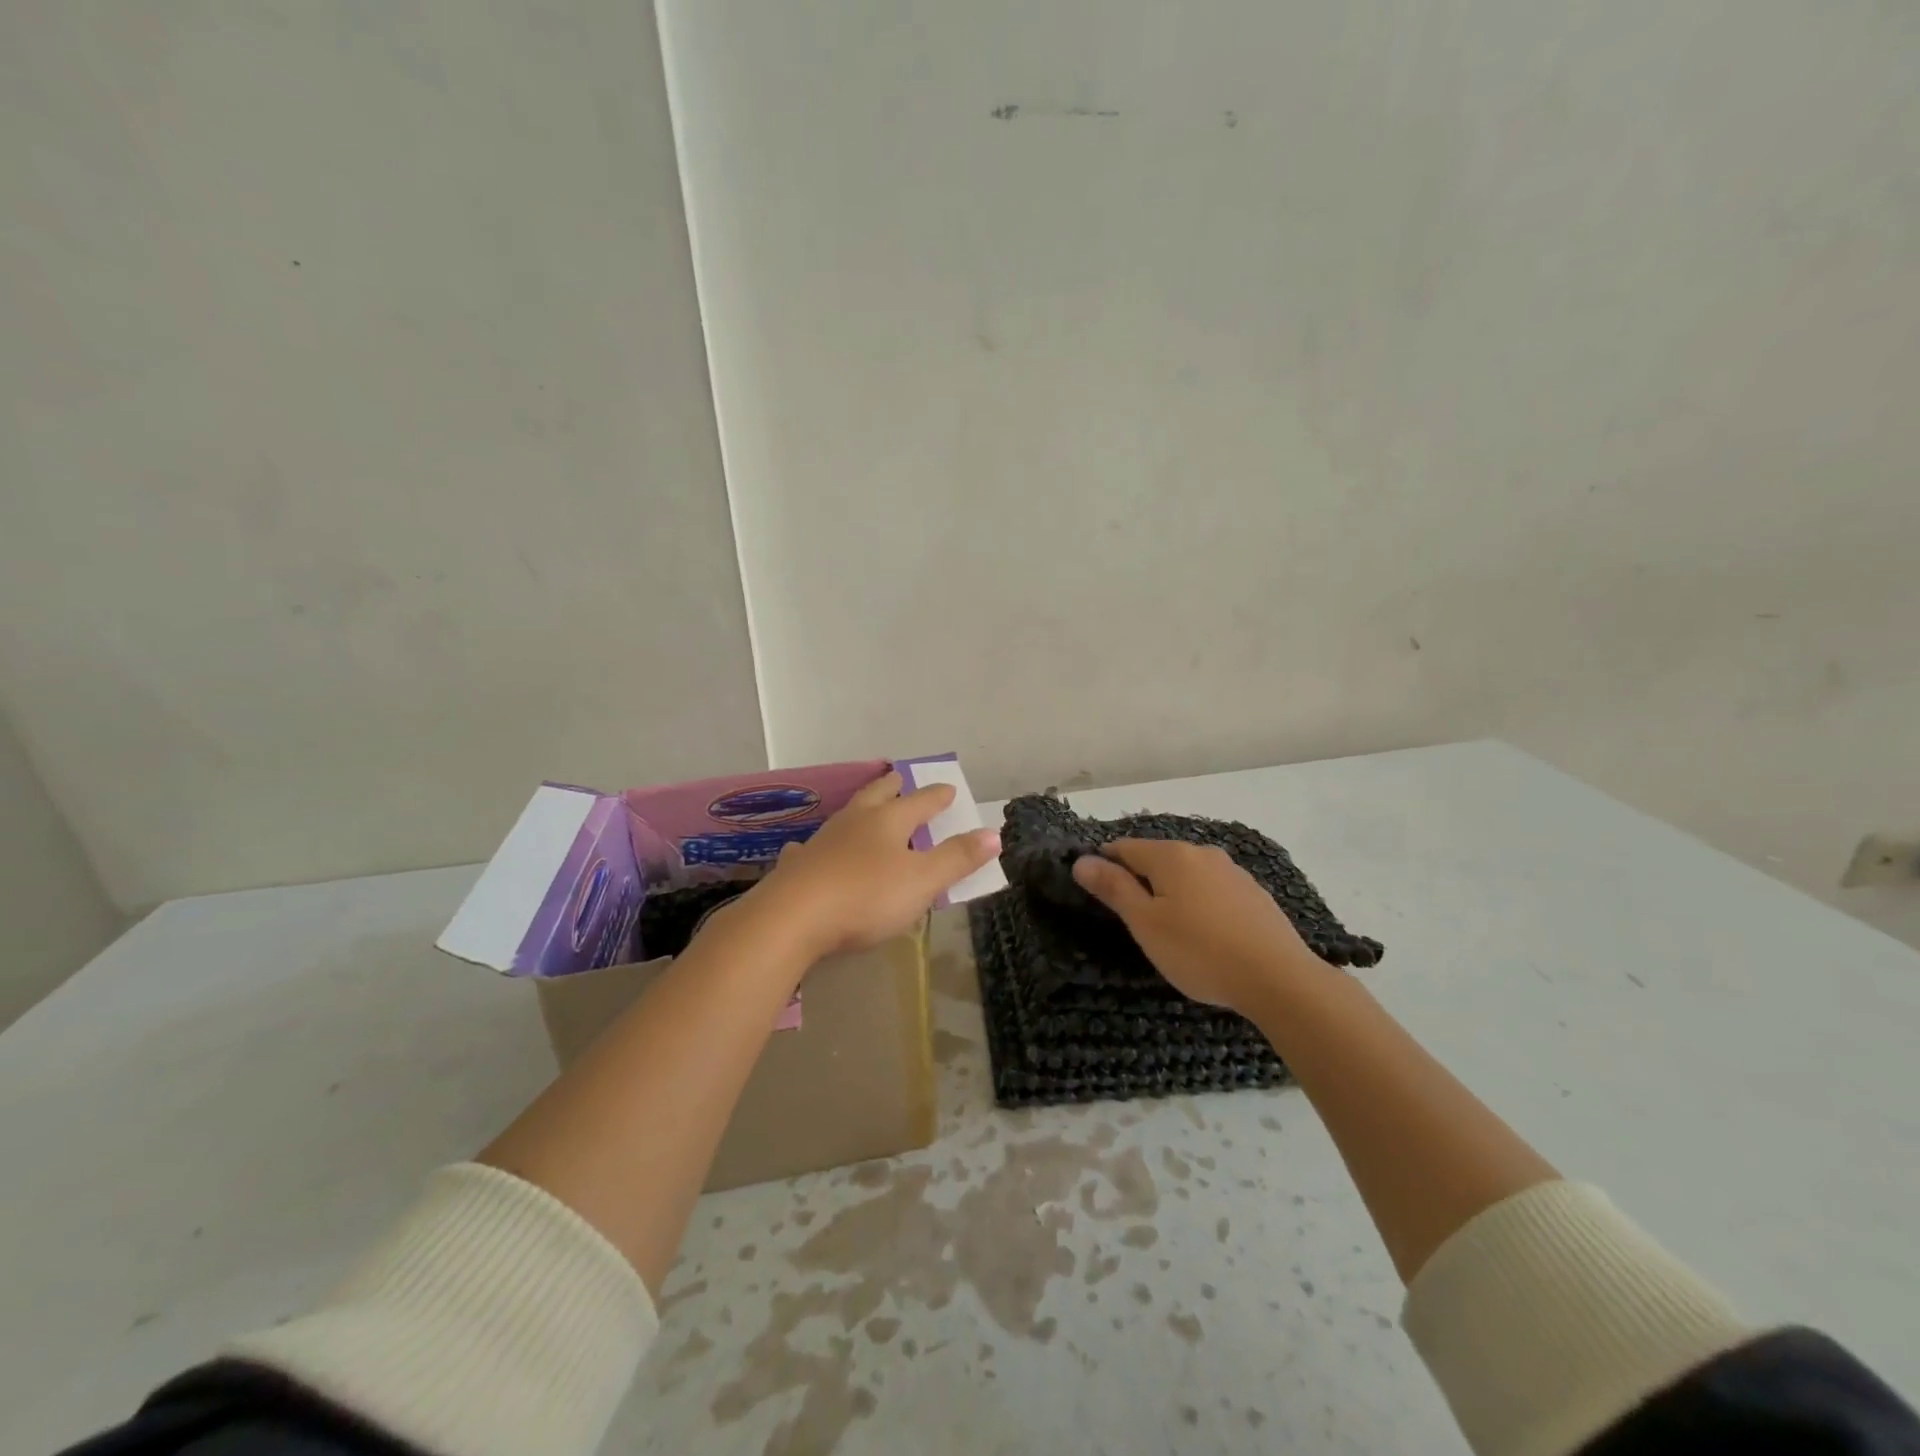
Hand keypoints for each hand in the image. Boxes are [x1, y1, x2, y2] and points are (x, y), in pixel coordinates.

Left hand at [754, 770, 1000, 957]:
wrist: (792, 917)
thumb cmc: (866, 896)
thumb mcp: (922, 881)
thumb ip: (958, 858)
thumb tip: (993, 833)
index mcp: (889, 821)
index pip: (921, 801)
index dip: (937, 796)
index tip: (949, 788)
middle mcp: (855, 821)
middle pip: (878, 795)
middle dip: (893, 786)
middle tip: (901, 777)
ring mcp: (823, 840)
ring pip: (847, 815)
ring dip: (861, 809)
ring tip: (866, 808)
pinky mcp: (799, 865)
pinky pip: (813, 847)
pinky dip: (821, 845)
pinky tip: (813, 849)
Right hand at [1072, 839, 1318, 1012]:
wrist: (1279, 979)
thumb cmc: (1199, 951)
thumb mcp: (1146, 923)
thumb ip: (1113, 888)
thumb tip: (1082, 860)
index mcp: (1170, 855)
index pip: (1123, 847)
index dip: (1104, 865)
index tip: (1098, 894)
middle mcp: (1201, 853)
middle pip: (1156, 858)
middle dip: (1139, 880)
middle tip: (1132, 921)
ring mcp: (1232, 871)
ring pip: (1186, 874)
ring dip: (1170, 892)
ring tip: (1169, 930)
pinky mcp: (1253, 893)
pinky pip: (1212, 890)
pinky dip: (1199, 903)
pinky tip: (1204, 933)